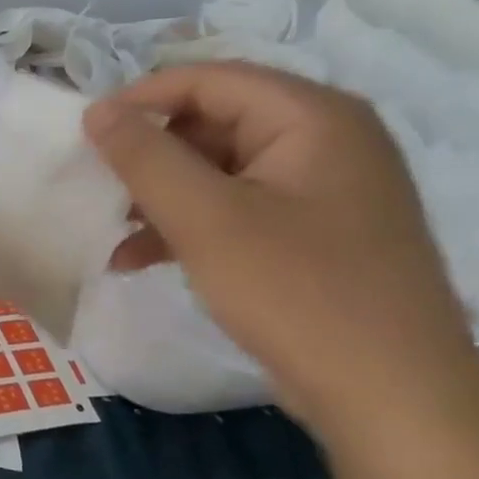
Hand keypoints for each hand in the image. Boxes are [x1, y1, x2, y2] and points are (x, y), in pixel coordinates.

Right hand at [83, 63, 476, 429]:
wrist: (393, 398)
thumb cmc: (297, 292)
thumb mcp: (205, 219)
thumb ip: (145, 157)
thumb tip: (97, 110)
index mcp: (311, 117)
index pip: (208, 79)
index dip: (140, 99)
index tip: (86, 133)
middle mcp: (325, 140)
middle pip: (214, 122)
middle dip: (150, 155)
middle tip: (100, 186)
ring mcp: (323, 190)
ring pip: (220, 170)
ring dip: (161, 195)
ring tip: (114, 230)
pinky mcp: (315, 234)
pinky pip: (238, 208)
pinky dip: (189, 226)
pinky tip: (141, 259)